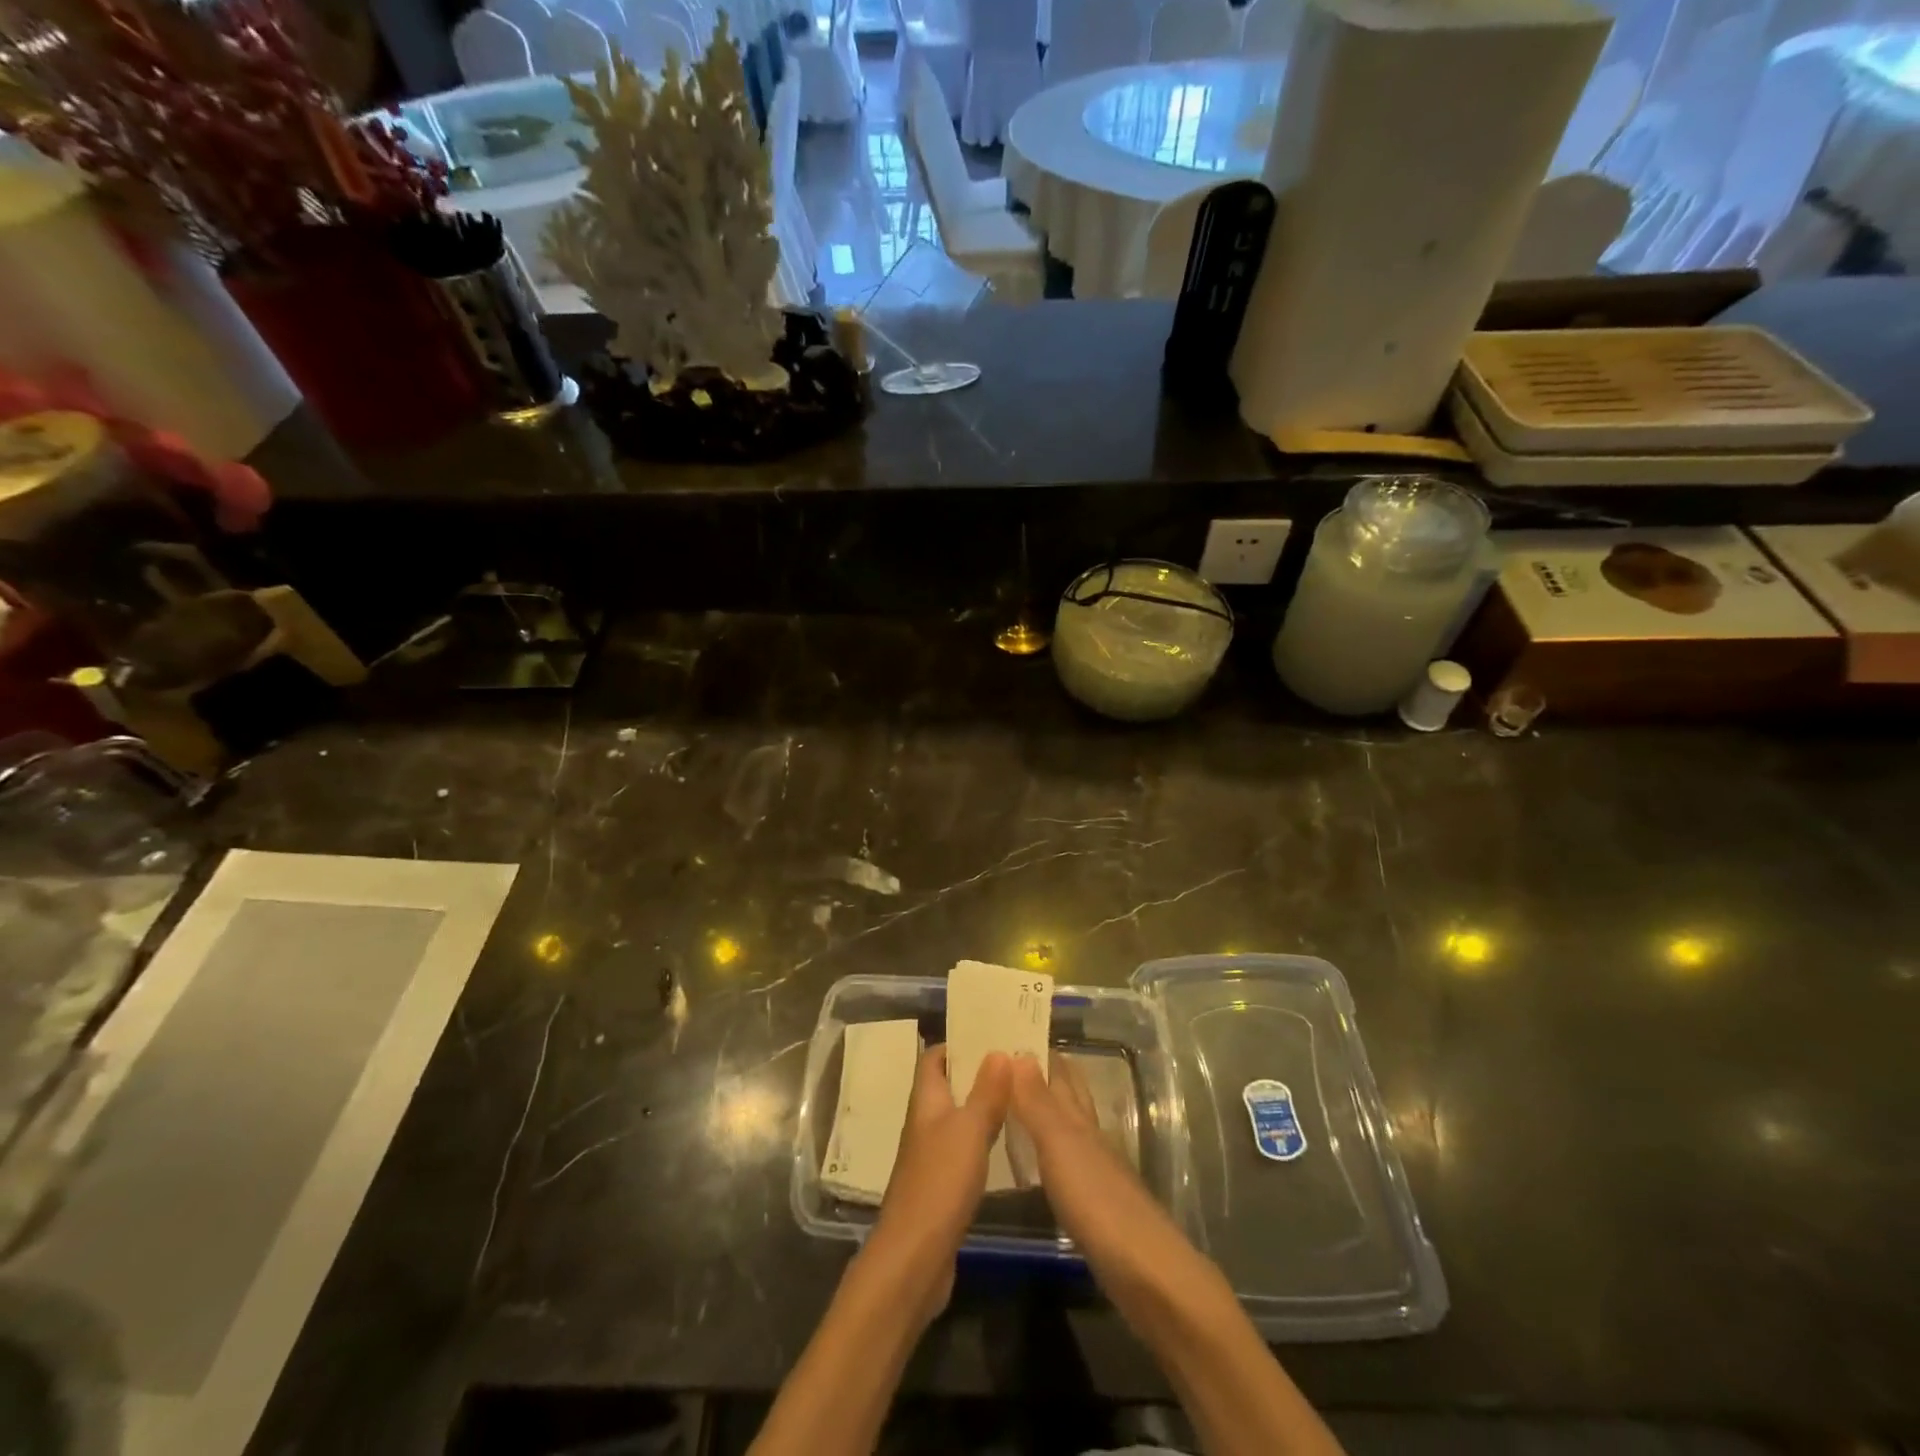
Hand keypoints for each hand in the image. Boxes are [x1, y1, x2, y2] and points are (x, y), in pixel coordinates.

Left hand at [867, 1045, 1010, 1323]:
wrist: (914, 1257)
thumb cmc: (939, 1182)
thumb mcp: (969, 1130)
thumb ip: (986, 1092)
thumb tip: (998, 1050)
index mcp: (925, 1102)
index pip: (934, 1058)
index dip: (958, 1043)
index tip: (991, 1034)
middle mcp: (925, 1123)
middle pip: (948, 1086)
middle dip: (978, 1072)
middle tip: (1016, 1062)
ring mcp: (932, 1156)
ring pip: (958, 1118)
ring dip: (983, 1105)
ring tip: (1019, 1095)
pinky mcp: (942, 1186)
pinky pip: (964, 1149)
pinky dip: (983, 1139)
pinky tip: (1007, 1144)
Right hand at [1008, 1052, 1190, 1281]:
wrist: (1146, 1273)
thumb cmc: (1098, 1202)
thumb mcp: (1060, 1147)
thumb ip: (1038, 1104)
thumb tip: (1019, 1053)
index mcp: (1081, 1122)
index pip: (1062, 1076)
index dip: (1043, 1055)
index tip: (1015, 1034)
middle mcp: (1091, 1139)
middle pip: (1070, 1098)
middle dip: (1048, 1077)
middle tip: (1014, 1060)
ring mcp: (1096, 1174)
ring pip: (1068, 1130)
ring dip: (1047, 1113)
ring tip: (1018, 1104)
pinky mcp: (1095, 1208)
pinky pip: (1066, 1165)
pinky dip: (1050, 1154)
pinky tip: (1040, 1163)